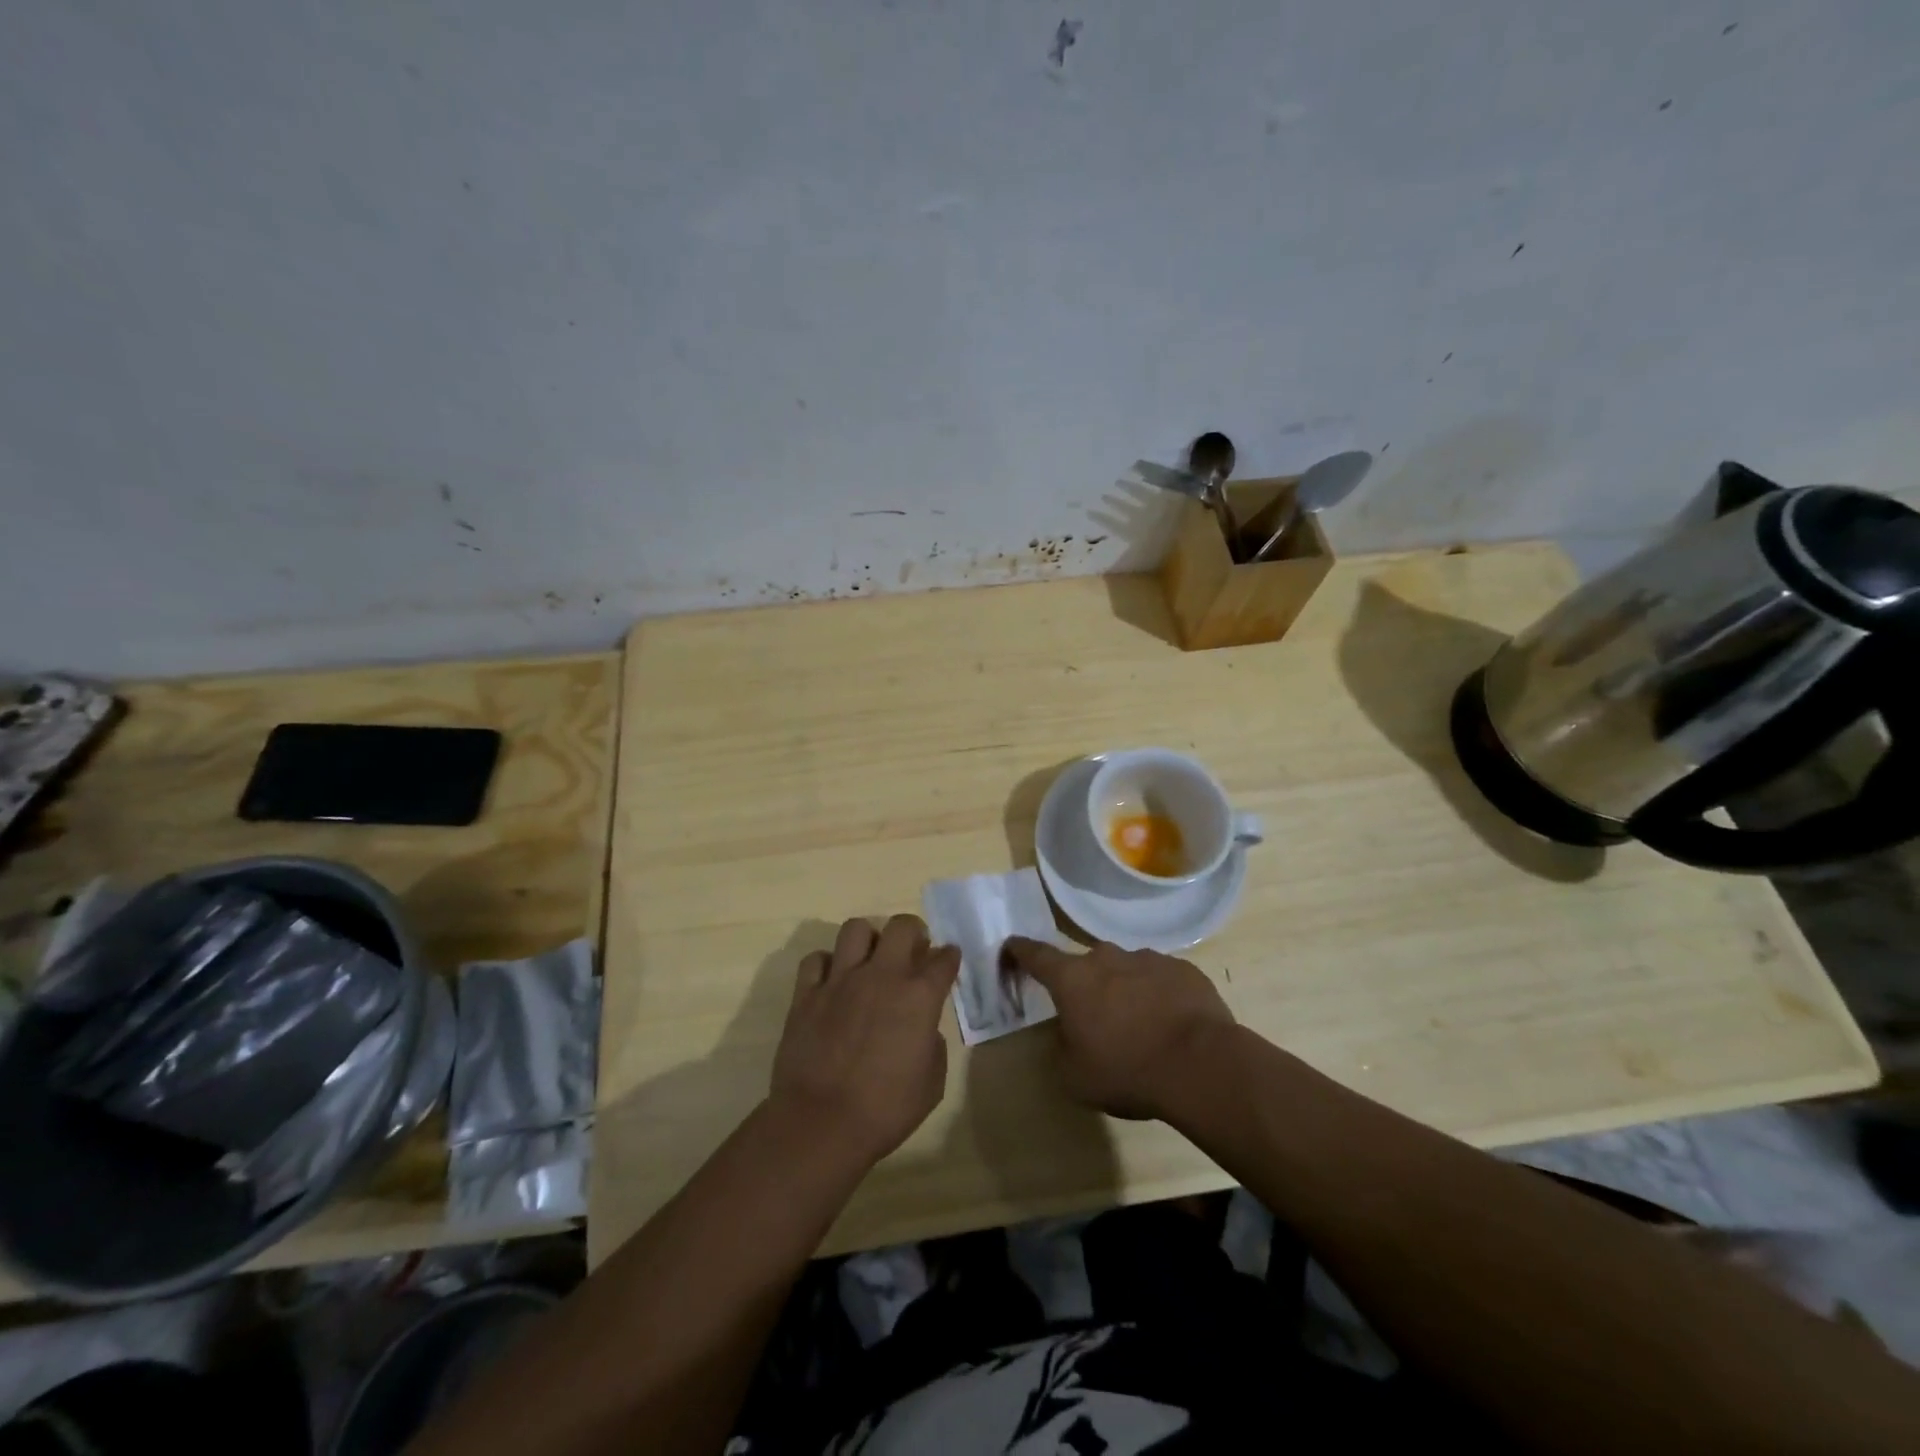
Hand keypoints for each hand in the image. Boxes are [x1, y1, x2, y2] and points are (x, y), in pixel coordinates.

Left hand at [770, 915, 960, 1166]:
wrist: (821, 1124)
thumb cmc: (885, 1110)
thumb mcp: (931, 1083)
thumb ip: (932, 1044)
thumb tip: (921, 1028)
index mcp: (918, 997)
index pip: (944, 959)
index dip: (949, 957)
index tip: (948, 960)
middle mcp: (881, 976)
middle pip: (902, 926)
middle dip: (912, 932)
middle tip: (911, 950)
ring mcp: (840, 980)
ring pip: (855, 929)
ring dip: (868, 940)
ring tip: (869, 959)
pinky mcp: (806, 993)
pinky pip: (815, 960)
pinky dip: (826, 965)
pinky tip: (831, 981)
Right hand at [1002, 937, 1235, 1120]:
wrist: (1201, 1065)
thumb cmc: (1127, 1070)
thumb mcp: (1075, 1076)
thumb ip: (1061, 1048)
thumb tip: (1067, 1034)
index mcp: (1072, 979)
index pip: (1035, 954)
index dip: (1019, 951)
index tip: (1010, 947)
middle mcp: (1107, 958)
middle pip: (1085, 965)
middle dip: (1084, 985)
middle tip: (1093, 1017)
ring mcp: (1148, 958)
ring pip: (1125, 970)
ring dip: (1123, 991)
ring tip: (1138, 1027)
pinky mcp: (1184, 969)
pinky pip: (1160, 979)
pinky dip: (1157, 996)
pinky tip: (1170, 1026)